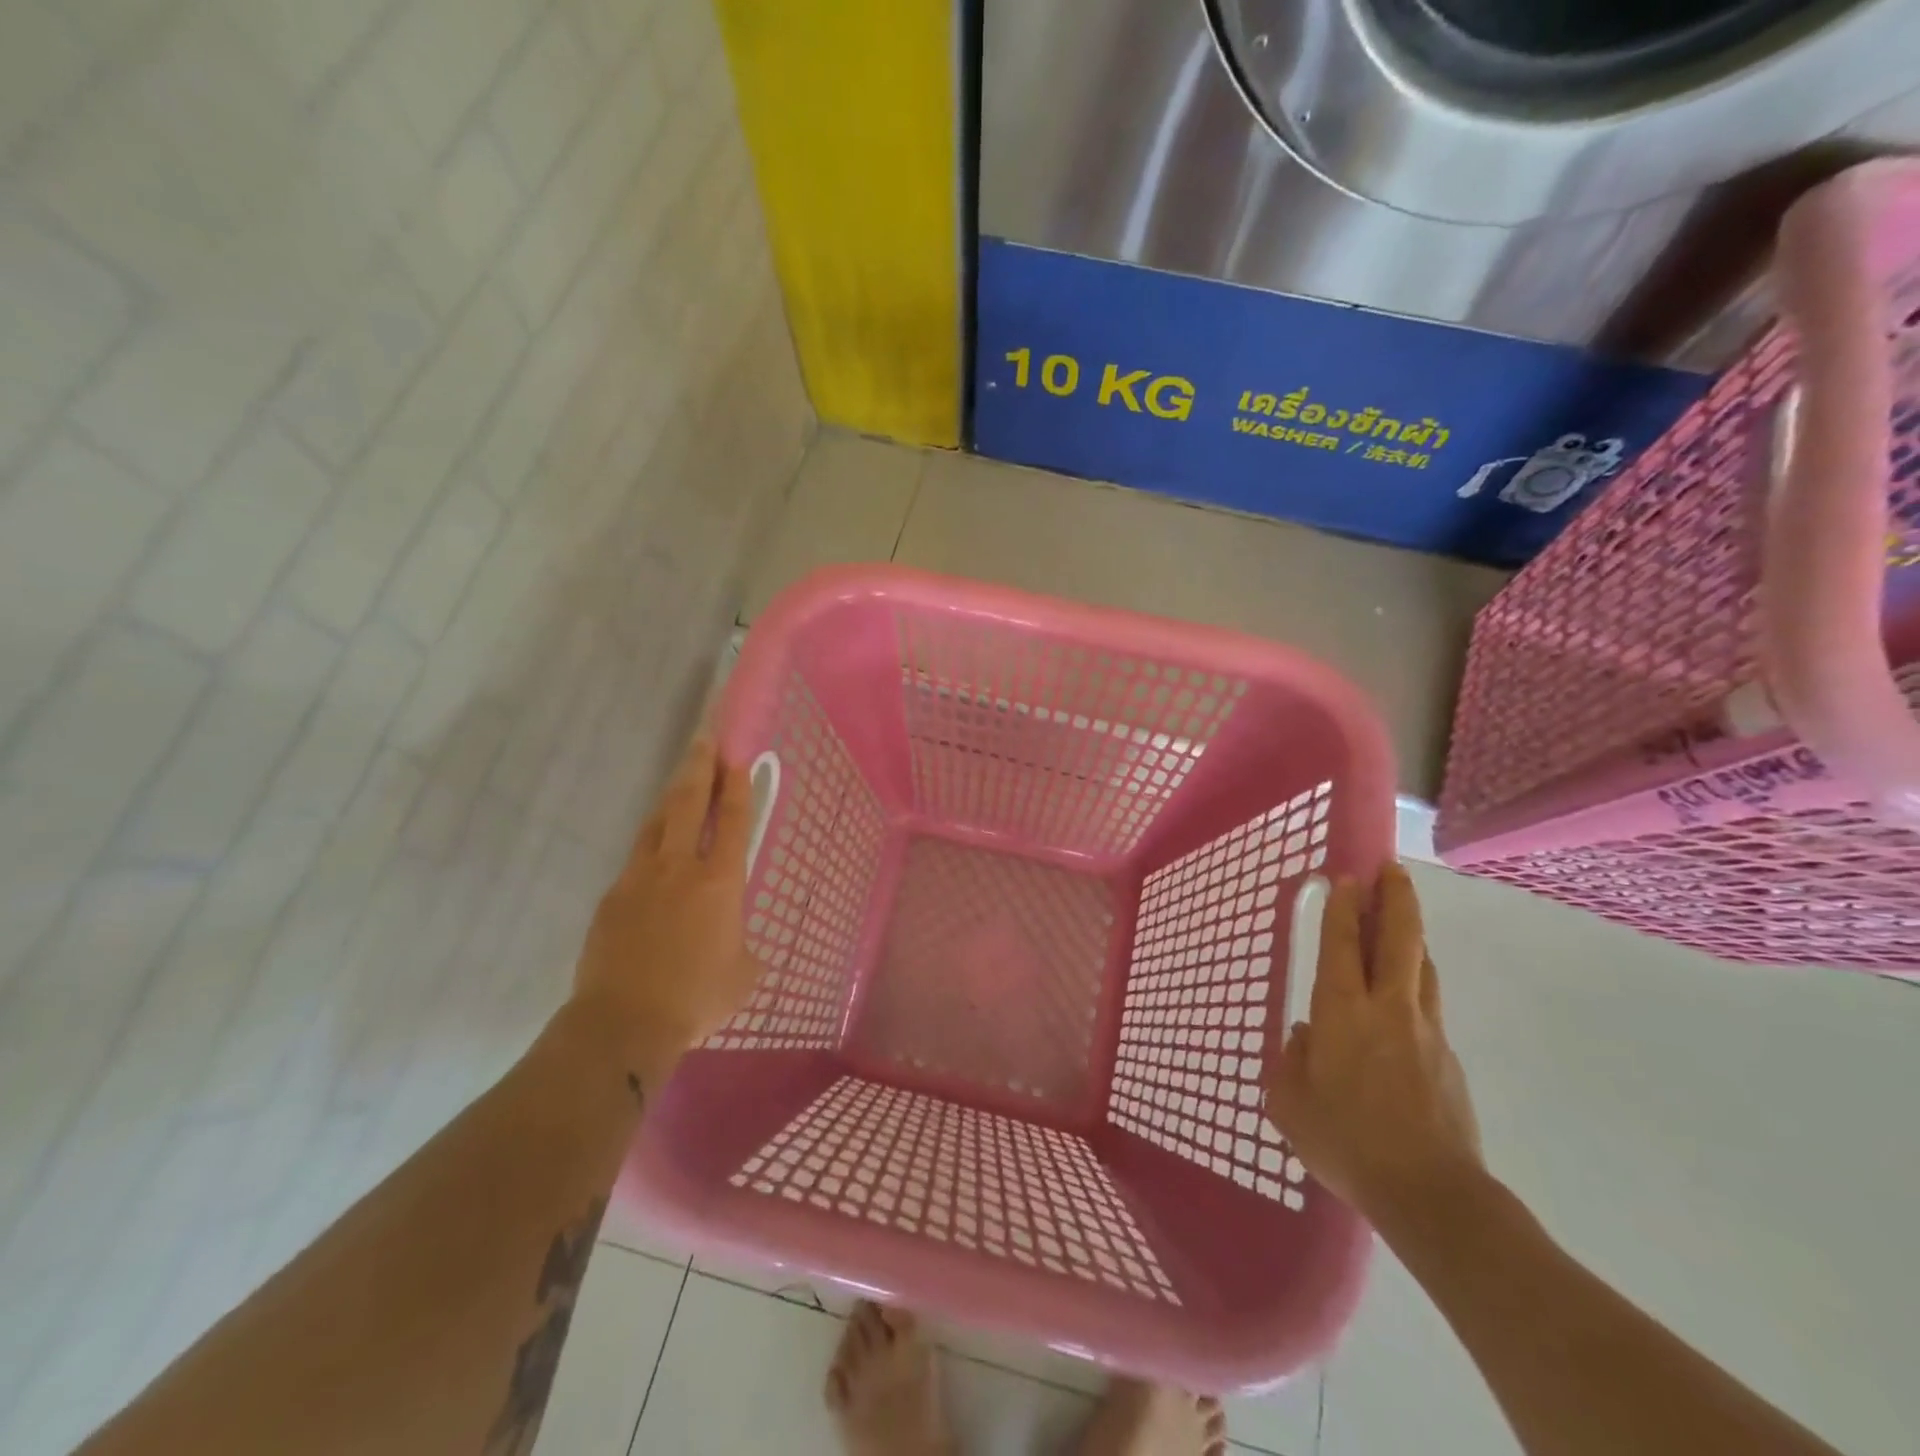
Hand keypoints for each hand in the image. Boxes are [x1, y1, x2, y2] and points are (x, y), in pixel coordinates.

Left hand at [570, 736, 762, 1082]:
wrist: (623, 1023)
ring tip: (681, 782)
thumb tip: (734, 942)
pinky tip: (654, 854)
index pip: (733, 821)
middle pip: (689, 803)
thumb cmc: (697, 998)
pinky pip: (636, 859)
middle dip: (699, 767)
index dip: (736, 786)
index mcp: (720, 882)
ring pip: (656, 823)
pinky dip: (650, 845)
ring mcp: (639, 878)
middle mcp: (679, 868)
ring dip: (671, 798)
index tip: (737, 757)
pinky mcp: (612, 897)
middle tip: (705, 740)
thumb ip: (743, 946)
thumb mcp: (743, 974)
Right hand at [1263, 865, 1484, 1230]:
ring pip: (1423, 967)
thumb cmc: (1346, 1141)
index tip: (1346, 876)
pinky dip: (1417, 984)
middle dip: (1396, 899)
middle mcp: (1388, 1008)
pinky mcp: (1449, 1059)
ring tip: (1402, 920)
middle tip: (1392, 870)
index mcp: (1342, 1011)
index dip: (1343, 907)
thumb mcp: (1290, 1103)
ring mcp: (1426, 1031)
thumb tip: (1304, 1036)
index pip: (1342, 944)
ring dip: (1412, 936)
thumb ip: (1291, 1060)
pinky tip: (1405, 998)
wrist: (1431, 1194)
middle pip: (1399, 939)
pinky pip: (1430, 1005)